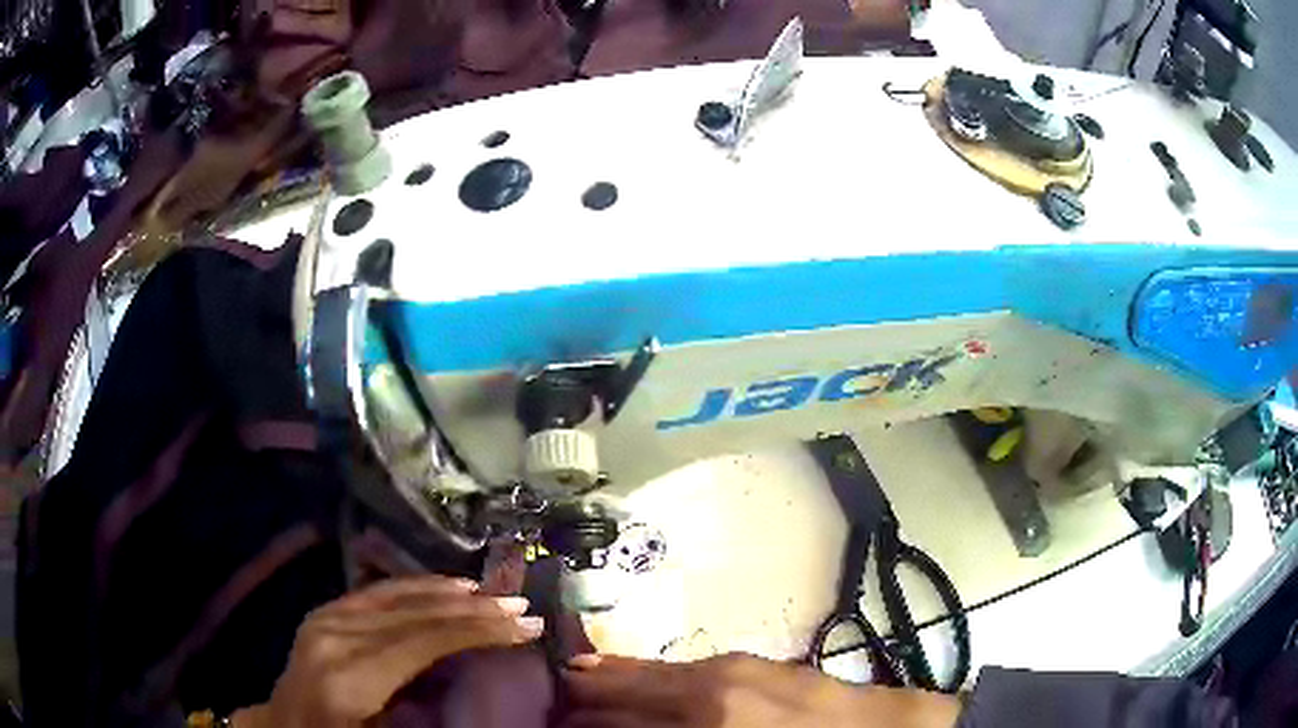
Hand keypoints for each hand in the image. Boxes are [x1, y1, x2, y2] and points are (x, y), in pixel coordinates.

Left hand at [232, 575, 543, 727]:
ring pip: (397, 597)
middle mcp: (335, 637)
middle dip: (473, 609)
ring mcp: (325, 618)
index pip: (423, 642)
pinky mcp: (324, 612)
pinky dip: (417, 587)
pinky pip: (377, 593)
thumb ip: (423, 712)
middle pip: (414, 615)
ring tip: (494, 594)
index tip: (525, 625)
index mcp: (349, 679)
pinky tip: (445, 586)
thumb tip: (471, 680)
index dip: (477, 630)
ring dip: (451, 594)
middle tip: (521, 606)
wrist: (286, 726)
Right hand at [562, 653, 960, 727]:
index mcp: (711, 714)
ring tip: (580, 684)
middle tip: (554, 703)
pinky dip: (653, 675)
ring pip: (655, 674)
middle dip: (588, 699)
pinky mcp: (755, 663)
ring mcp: (736, 668)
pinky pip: (686, 669)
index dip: (585, 722)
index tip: (556, 722)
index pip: (622, 718)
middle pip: (629, 691)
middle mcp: (713, 685)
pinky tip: (640, 680)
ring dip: (615, 681)